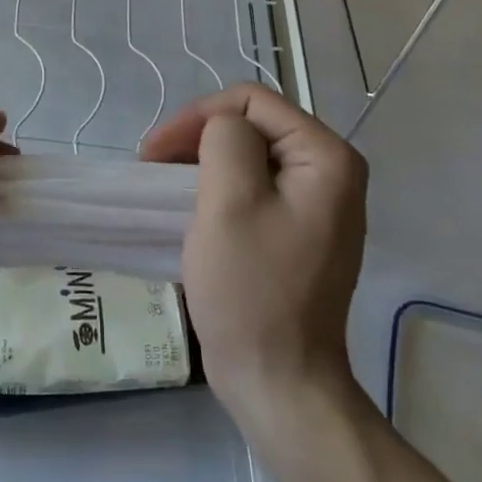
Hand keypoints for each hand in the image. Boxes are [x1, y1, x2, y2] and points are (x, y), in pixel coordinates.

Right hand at [139, 84, 368, 442]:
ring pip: (247, 156)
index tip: (153, 153)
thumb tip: (221, 127)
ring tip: (162, 187)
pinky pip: (252, 188)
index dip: (198, 116)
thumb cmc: (251, 289)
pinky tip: (188, 208)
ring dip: (200, 164)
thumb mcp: (229, 201)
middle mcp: (331, 173)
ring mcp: (315, 204)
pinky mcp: (296, 231)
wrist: (276, 379)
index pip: (252, 101)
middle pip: (252, 125)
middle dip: (196, 138)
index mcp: (327, 158)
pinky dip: (215, 189)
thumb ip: (226, 139)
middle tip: (150, 168)